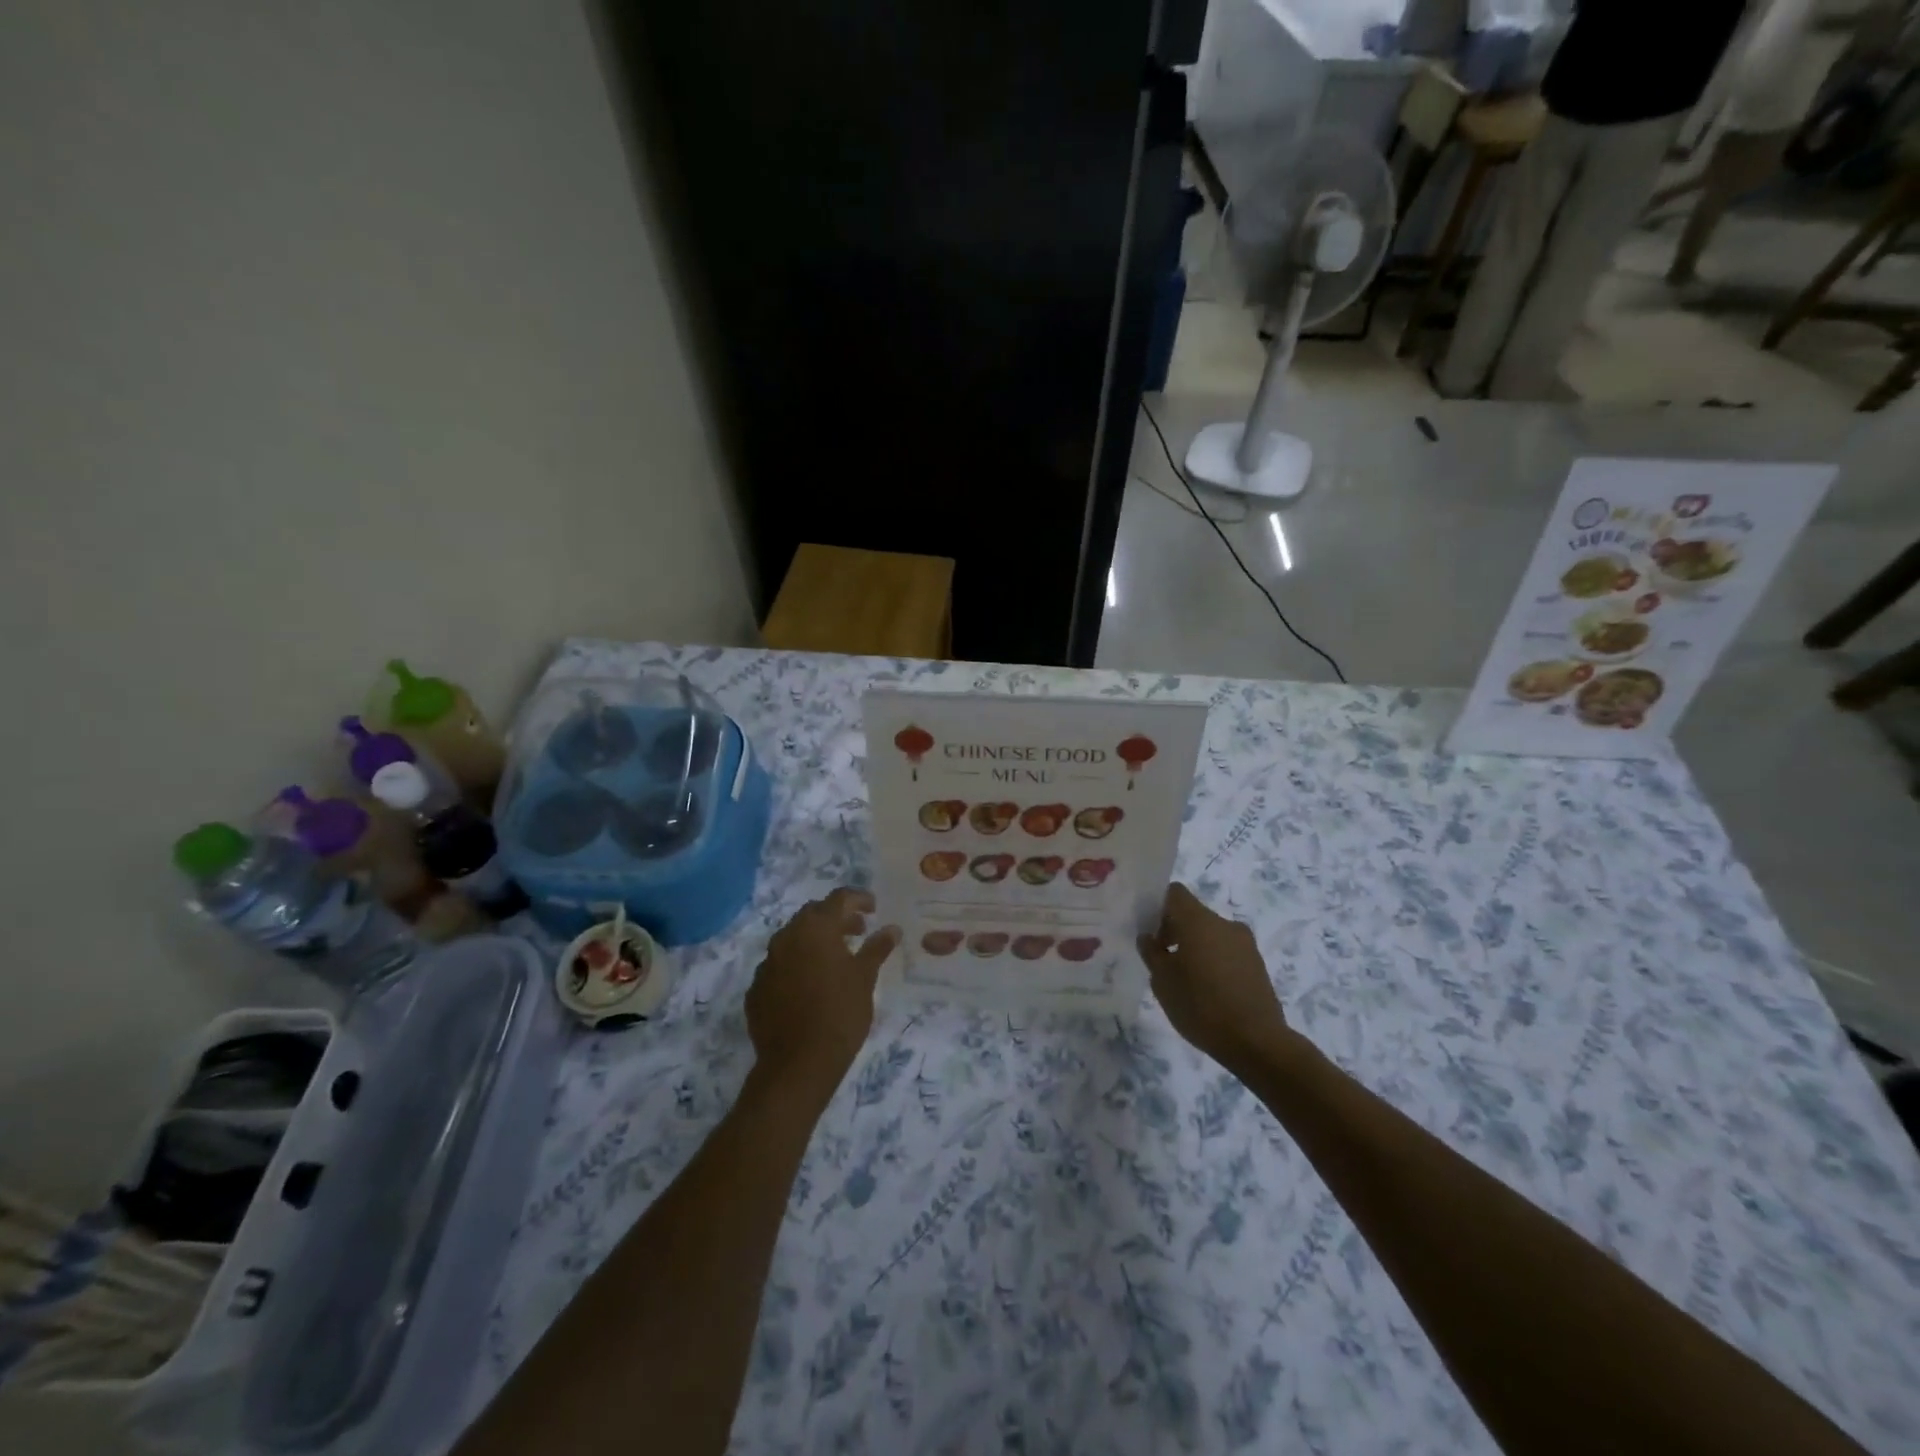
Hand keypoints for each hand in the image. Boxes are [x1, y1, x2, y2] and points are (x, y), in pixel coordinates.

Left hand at [746, 888, 899, 1100]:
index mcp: (815, 928)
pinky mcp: (756, 989)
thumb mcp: (865, 978)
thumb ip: (877, 948)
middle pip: (813, 915)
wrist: (797, 1065)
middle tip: (858, 931)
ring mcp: (766, 963)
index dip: (859, 899)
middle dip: (836, 918)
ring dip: (815, 941)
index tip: (874, 908)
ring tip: (837, 958)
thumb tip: (891, 928)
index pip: (838, 899)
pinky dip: (797, 965)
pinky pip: (780, 966)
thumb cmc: (839, 1014)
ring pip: (793, 939)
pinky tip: (811, 984)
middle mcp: (786, 937)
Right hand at [1139, 883, 1289, 1074]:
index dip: (1157, 906)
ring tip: (1185, 979)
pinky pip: (1227, 951)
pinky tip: (1207, 991)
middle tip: (1161, 959)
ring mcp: (1245, 943)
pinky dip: (1213, 961)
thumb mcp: (1162, 981)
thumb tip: (1148, 937)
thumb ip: (1152, 953)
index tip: (1149, 931)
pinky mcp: (1258, 964)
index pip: (1174, 893)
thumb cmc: (1201, 1006)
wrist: (1257, 1042)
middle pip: (1193, 914)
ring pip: (1211, 934)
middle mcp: (1224, 924)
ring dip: (1195, 947)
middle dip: (1174, 930)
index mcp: (1199, 920)